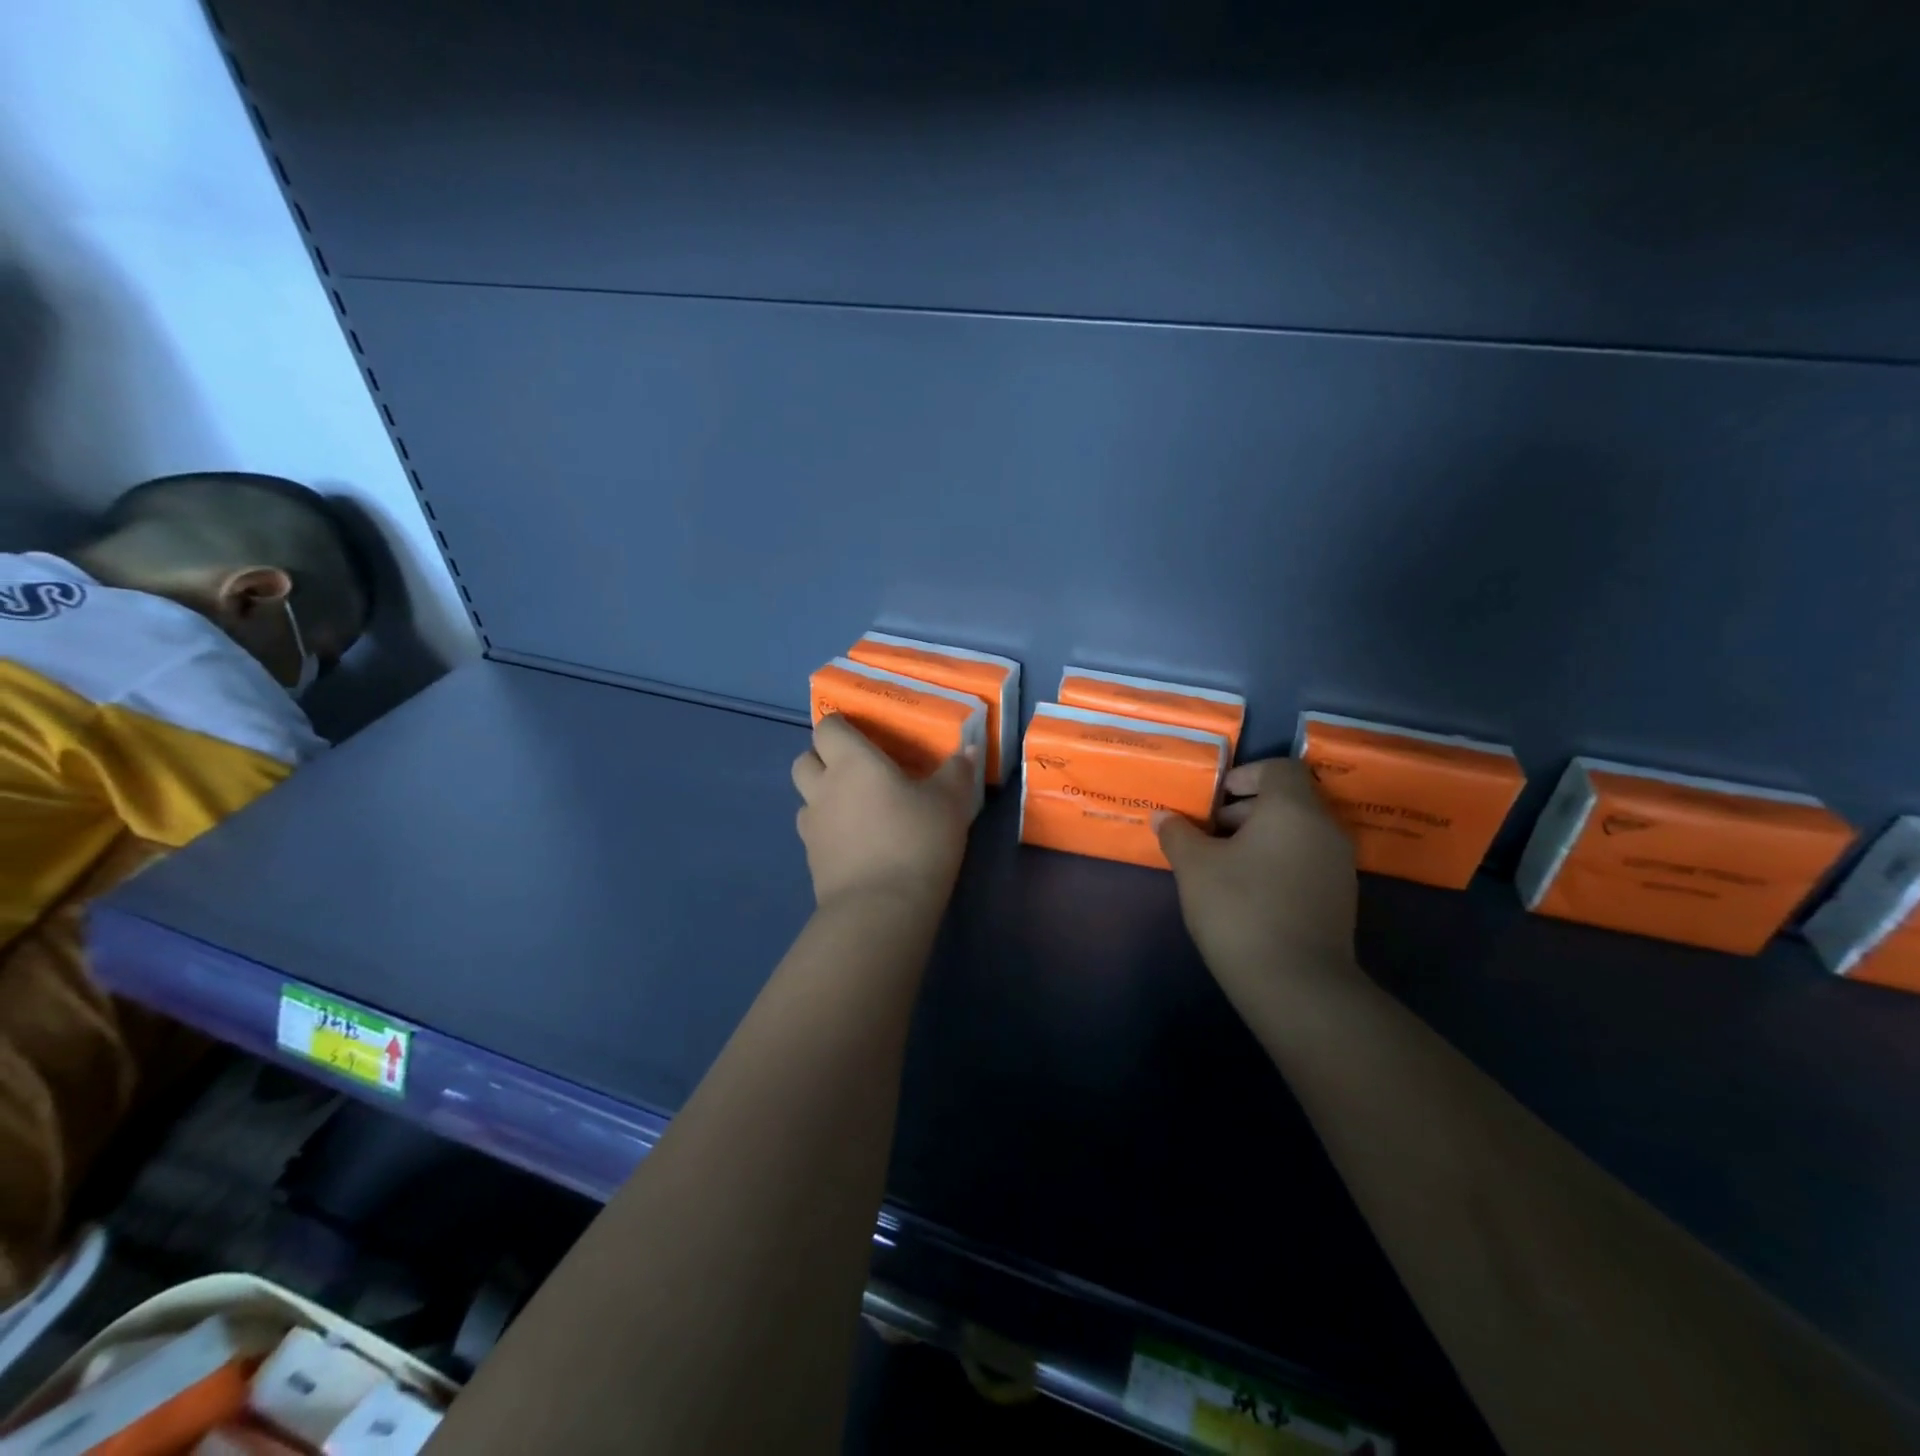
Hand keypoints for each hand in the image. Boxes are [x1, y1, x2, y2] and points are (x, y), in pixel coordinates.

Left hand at [791, 714, 975, 913]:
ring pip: (805, 798)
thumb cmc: (916, 841)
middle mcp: (823, 788)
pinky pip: (814, 832)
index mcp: (851, 762)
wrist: (881, 909)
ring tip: (857, 808)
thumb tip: (966, 751)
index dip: (841, 726)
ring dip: (823, 796)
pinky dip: (829, 830)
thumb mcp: (949, 803)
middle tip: (858, 769)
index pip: (827, 727)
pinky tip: (857, 842)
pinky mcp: (812, 861)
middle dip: (824, 758)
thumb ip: (956, 773)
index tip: (865, 734)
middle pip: (805, 759)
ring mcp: (812, 827)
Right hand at [1156, 759, 1359, 990]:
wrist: (1296, 984)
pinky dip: (1278, 862)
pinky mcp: (1340, 899)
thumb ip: (1178, 834)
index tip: (1214, 800)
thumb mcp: (1194, 866)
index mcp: (1294, 809)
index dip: (1245, 775)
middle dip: (1246, 809)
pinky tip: (1248, 892)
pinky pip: (1306, 861)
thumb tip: (1163, 816)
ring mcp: (1338, 866)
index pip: (1279, 768)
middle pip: (1288, 800)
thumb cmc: (1240, 908)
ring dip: (1261, 838)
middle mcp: (1325, 829)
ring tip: (1223, 865)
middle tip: (1209, 833)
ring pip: (1297, 833)